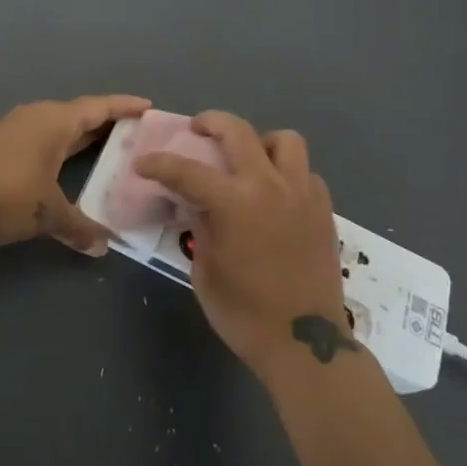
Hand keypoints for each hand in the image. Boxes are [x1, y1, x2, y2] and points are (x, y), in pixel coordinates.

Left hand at [0, 96, 149, 253]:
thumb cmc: (6, 195)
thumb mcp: (48, 214)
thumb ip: (79, 228)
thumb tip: (104, 246)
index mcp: (56, 121)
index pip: (99, 107)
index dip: (125, 106)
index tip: (148, 107)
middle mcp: (37, 116)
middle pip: (80, 113)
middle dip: (106, 121)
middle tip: (133, 132)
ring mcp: (15, 128)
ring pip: (58, 125)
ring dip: (81, 134)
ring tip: (103, 147)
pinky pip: (41, 136)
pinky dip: (60, 145)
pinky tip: (63, 164)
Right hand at [135, 111, 349, 379]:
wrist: (305, 342)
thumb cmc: (245, 314)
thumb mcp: (205, 271)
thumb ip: (199, 227)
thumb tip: (194, 203)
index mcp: (234, 203)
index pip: (187, 170)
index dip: (159, 164)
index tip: (143, 163)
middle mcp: (269, 185)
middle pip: (238, 131)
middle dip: (211, 122)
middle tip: (198, 130)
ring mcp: (301, 192)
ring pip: (285, 140)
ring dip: (261, 142)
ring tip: (249, 160)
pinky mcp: (323, 207)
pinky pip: (305, 172)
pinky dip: (287, 172)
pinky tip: (276, 193)